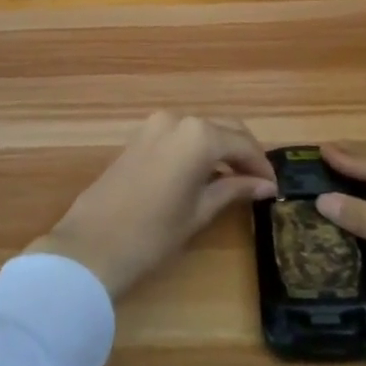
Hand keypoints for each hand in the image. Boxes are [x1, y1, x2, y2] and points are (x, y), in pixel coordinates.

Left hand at [30, 112, 277, 299]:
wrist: (92, 245)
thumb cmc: (153, 234)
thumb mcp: (200, 211)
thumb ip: (234, 190)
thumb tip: (265, 184)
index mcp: (199, 135)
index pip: (243, 144)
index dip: (261, 166)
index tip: (274, 187)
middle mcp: (178, 120)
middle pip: (223, 130)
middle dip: (243, 153)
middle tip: (259, 182)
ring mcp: (154, 125)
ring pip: (200, 130)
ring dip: (220, 150)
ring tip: (235, 180)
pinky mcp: (139, 138)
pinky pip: (179, 136)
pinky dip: (197, 149)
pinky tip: (204, 174)